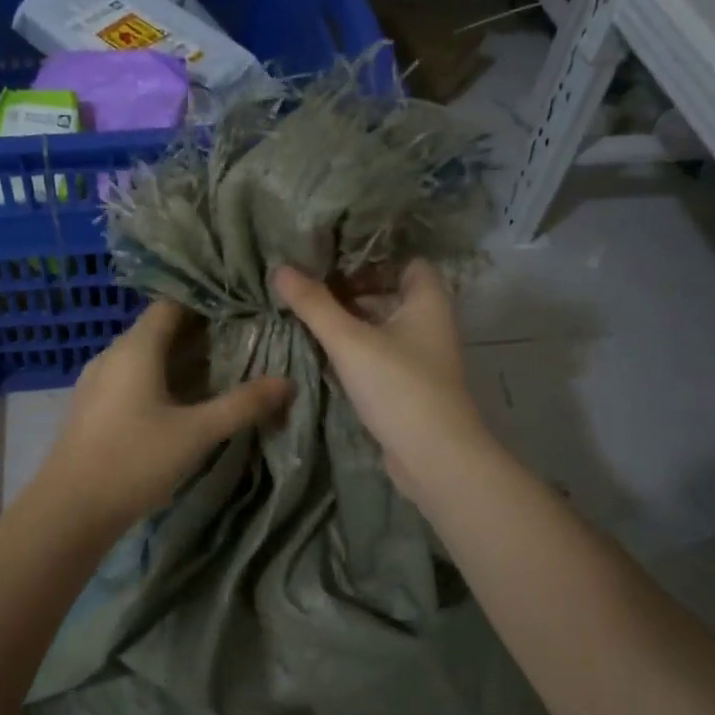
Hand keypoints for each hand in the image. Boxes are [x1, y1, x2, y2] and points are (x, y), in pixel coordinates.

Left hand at [28, 299, 291, 540]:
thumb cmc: (134, 460)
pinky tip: (182, 400)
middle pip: (159, 328)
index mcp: (136, 347)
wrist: (69, 510)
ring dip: (180, 357)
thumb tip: (287, 383)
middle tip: (242, 336)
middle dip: (200, 331)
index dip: (206, 301)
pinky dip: (160, 378)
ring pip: (145, 355)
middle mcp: (113, 354)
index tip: (241, 305)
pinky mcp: (93, 406)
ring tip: (220, 366)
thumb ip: (243, 405)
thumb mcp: (196, 433)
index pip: (172, 304)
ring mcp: (98, 381)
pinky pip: (132, 377)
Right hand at [272, 262, 489, 502]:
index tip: (335, 260)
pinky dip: (358, 348)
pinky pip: (381, 353)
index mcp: (427, 301)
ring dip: (352, 320)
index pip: (407, 262)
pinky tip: (325, 350)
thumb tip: (280, 268)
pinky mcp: (410, 385)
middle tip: (311, 286)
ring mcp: (422, 357)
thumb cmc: (398, 386)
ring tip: (310, 314)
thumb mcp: (349, 341)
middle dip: (353, 289)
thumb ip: (314, 305)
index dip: (374, 258)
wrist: (435, 457)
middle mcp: (430, 324)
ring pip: (384, 325)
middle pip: (391, 293)